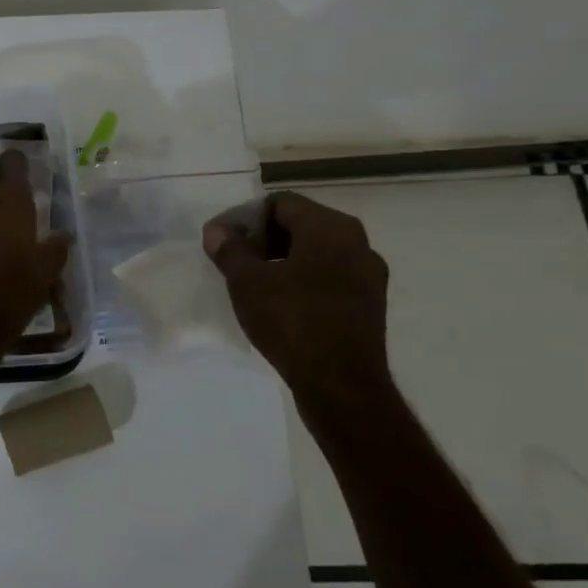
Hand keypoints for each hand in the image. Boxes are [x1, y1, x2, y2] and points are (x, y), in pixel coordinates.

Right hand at [202, 191, 394, 436]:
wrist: (340, 385)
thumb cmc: (292, 321)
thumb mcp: (247, 282)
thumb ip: (230, 249)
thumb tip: (218, 231)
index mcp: (330, 228)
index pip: (281, 203)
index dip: (245, 216)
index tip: (222, 239)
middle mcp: (357, 242)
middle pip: (301, 224)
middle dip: (263, 237)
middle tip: (234, 258)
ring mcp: (368, 274)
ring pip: (316, 251)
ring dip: (282, 258)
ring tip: (252, 281)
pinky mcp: (369, 303)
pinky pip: (329, 276)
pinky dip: (302, 279)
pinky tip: (279, 302)